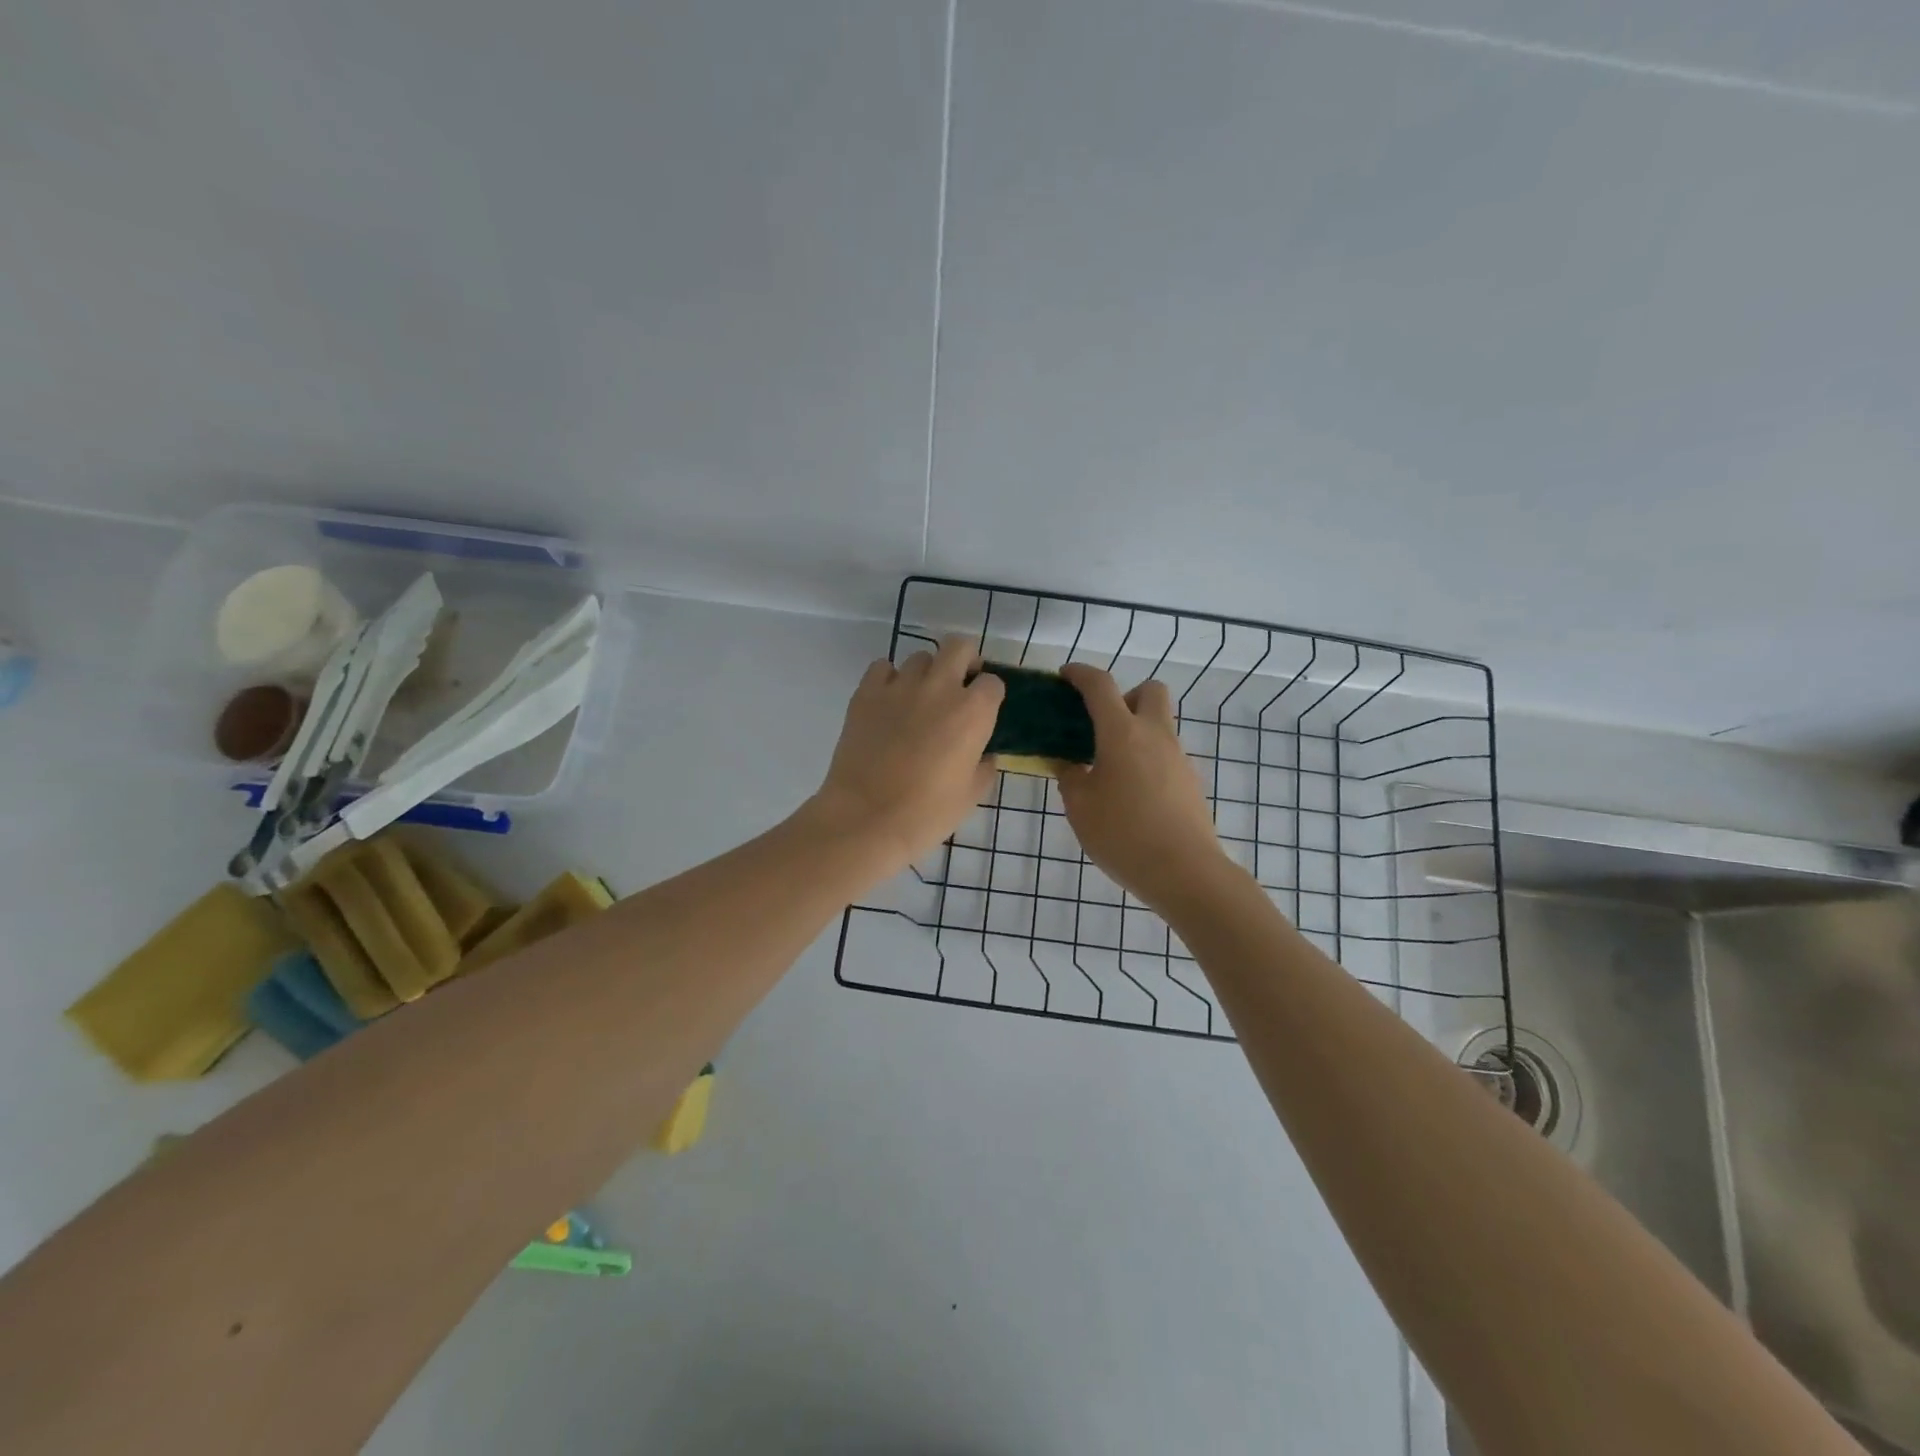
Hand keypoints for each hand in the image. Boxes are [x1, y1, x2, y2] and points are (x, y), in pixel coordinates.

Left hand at [806, 635, 1004, 875]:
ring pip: (920, 657)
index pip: (993, 682)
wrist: (866, 819)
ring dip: (926, 673)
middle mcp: (940, 688)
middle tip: (959, 685)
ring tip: (919, 699)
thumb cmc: (927, 813)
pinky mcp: (866, 693)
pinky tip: (888, 702)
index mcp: (973, 712)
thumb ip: (984, 767)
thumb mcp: (971, 795)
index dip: (990, 696)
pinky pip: (882, 667)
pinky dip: (888, 678)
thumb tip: (984, 754)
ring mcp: (900, 686)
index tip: (983, 711)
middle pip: (959, 647)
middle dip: (965, 660)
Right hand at [1056, 664, 1234, 916]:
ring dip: (1136, 732)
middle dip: (1125, 696)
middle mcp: (1155, 735)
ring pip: (1159, 725)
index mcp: (1122, 733)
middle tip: (1102, 726)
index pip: (1100, 686)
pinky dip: (1147, 759)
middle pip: (1149, 690)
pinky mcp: (1190, 782)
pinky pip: (1166, 755)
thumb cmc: (1123, 835)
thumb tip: (1069, 763)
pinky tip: (1131, 795)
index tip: (1066, 676)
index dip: (1081, 674)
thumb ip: (1070, 777)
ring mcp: (1178, 758)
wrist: (1185, 872)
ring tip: (1110, 770)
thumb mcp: (1080, 807)